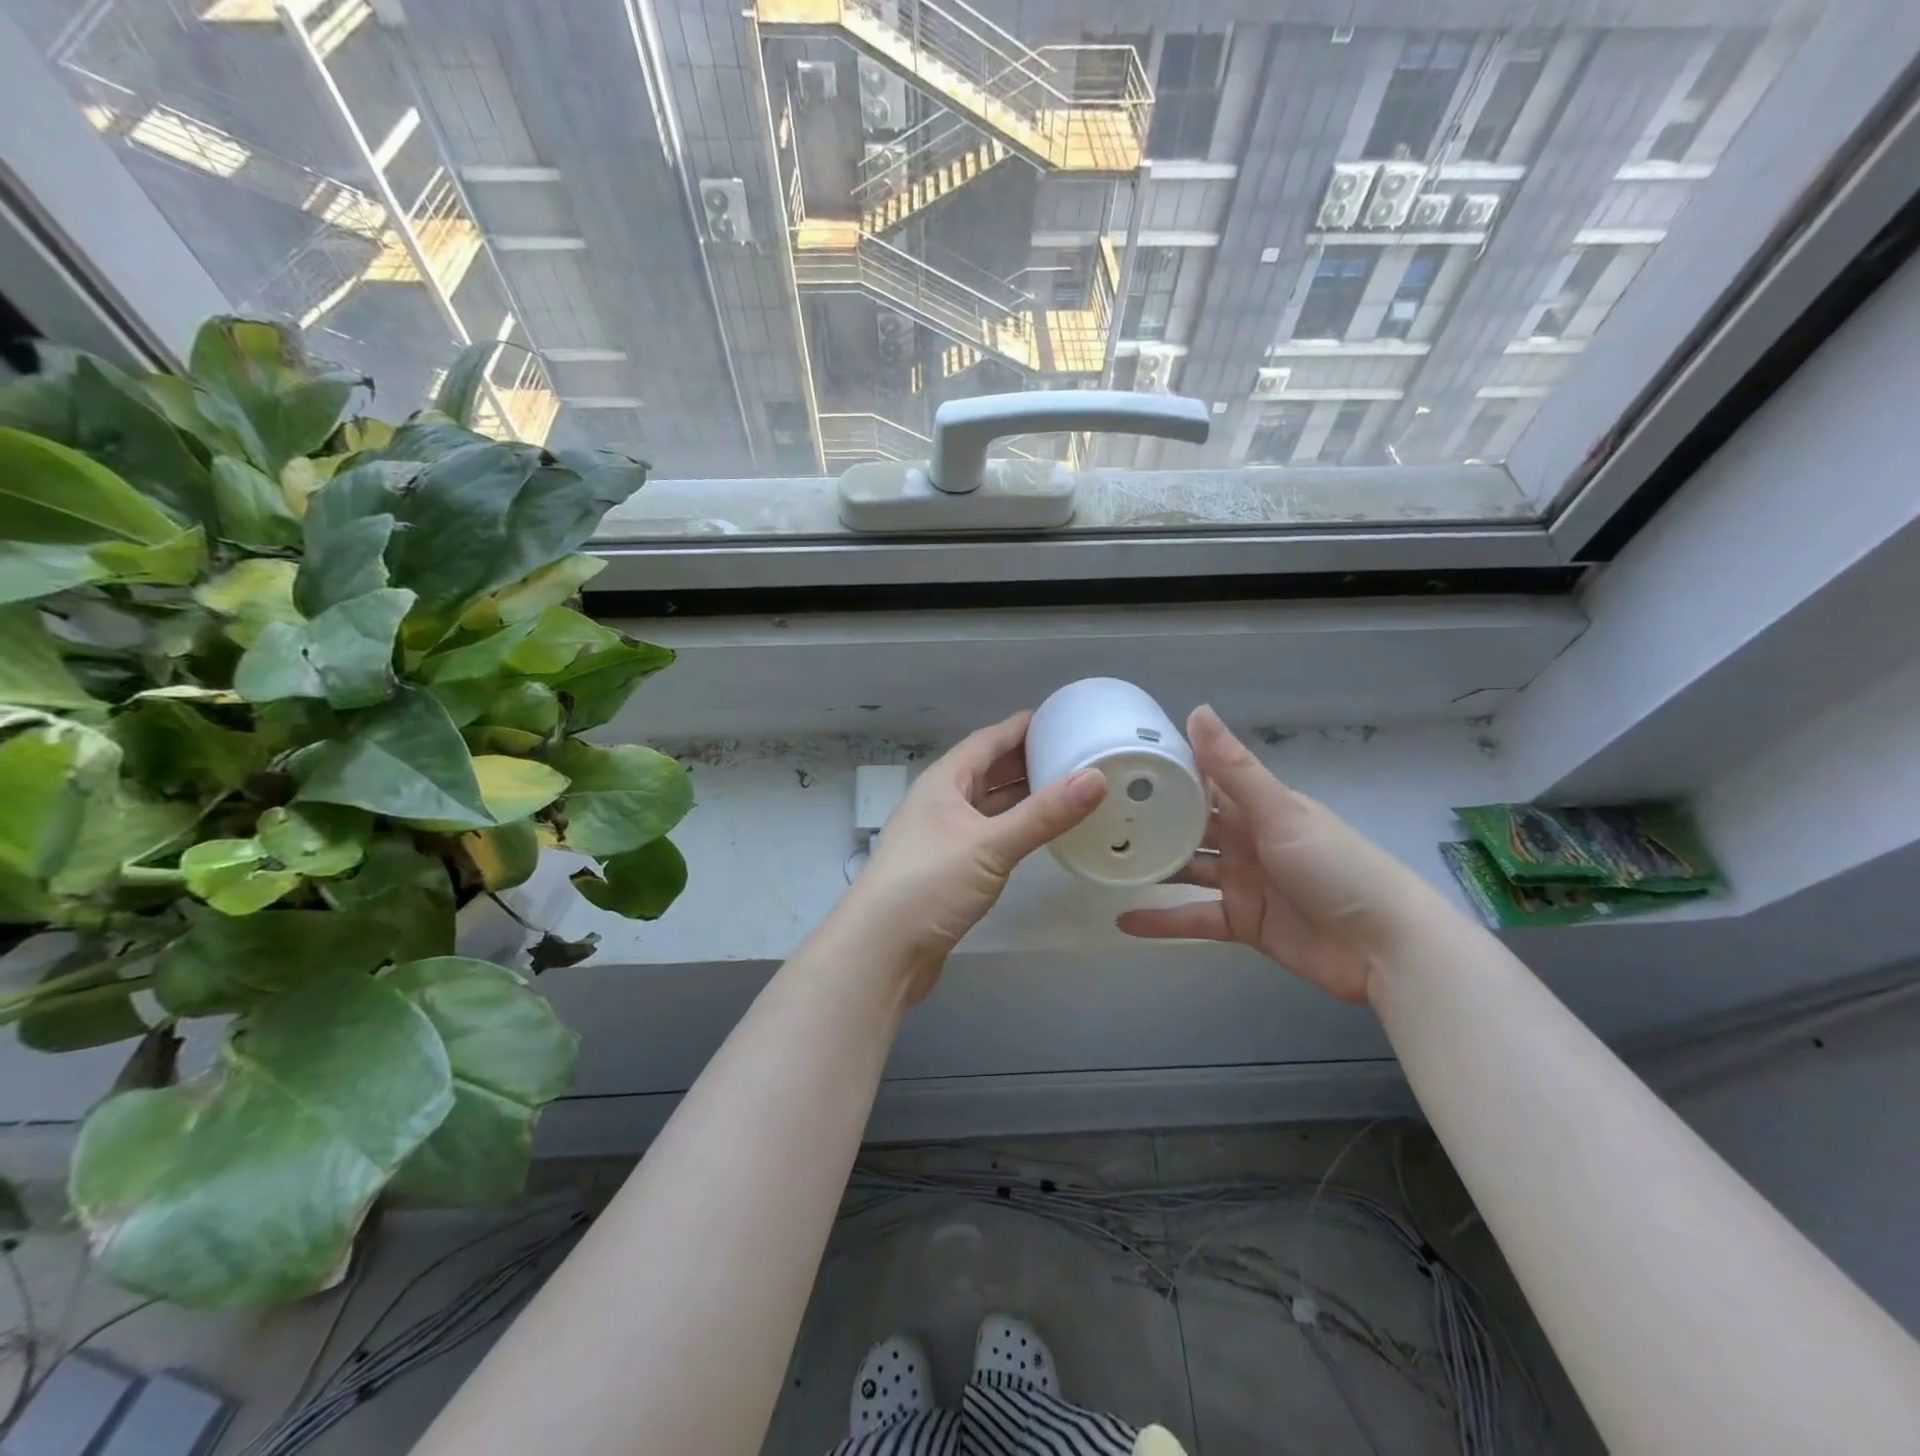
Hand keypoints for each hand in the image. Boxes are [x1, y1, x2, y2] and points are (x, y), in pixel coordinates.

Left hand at [844, 712, 1106, 1000]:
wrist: (881, 951)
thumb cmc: (929, 884)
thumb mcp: (991, 844)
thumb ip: (1044, 814)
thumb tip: (1096, 777)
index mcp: (944, 783)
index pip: (986, 741)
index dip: (1021, 728)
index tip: (1060, 718)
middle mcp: (940, 804)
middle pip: (986, 771)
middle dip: (1025, 760)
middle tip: (1073, 754)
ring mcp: (941, 838)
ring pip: (987, 805)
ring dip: (1020, 796)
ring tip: (1065, 789)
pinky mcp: (947, 870)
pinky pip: (987, 835)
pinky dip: (1012, 829)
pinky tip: (1036, 835)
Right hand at [1118, 706, 1445, 1003]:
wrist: (1385, 947)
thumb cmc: (1336, 866)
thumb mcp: (1280, 812)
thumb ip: (1233, 768)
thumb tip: (1196, 709)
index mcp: (1255, 807)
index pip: (1202, 782)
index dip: (1164, 773)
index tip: (1116, 766)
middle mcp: (1244, 839)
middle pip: (1187, 826)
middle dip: (1148, 821)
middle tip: (1095, 818)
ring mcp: (1242, 881)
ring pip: (1186, 869)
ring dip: (1150, 867)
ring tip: (1101, 862)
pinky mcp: (1242, 921)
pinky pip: (1194, 917)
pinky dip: (1162, 921)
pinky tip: (1122, 920)